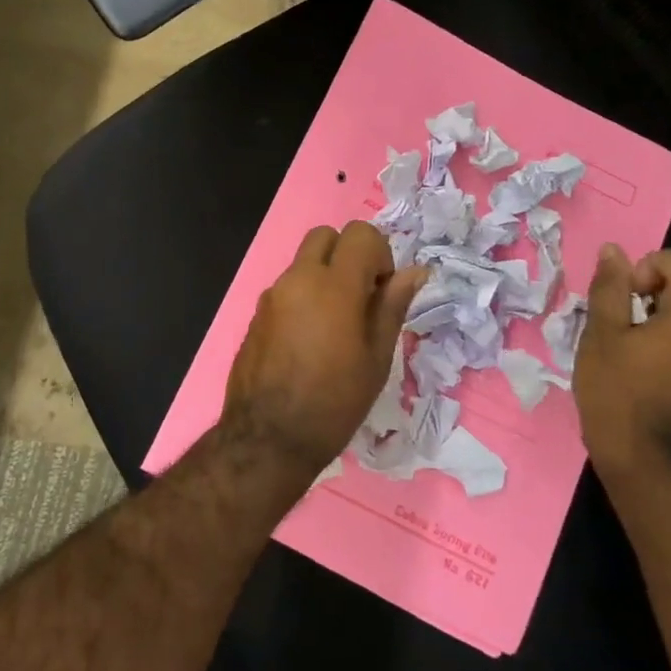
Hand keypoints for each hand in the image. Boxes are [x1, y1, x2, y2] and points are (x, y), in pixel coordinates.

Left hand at [223, 221, 427, 474]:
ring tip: (336, 325)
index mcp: (334, 286)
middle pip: (325, 236)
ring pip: (303, 261)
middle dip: (348, 254)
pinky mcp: (256, 313)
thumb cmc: (334, 402)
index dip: (379, 254)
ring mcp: (272, 295)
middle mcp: (298, 279)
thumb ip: (392, 306)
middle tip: (360, 297)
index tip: (381, 291)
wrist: (268, 436)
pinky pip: (286, 287)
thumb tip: (415, 271)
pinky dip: (304, 296)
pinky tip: (309, 340)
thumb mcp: (376, 358)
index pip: (360, 233)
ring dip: (325, 276)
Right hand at [574, 243, 670, 475]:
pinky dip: (666, 338)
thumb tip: (614, 251)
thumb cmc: (617, 393)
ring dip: (655, 316)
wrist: (645, 461)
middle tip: (617, 324)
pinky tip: (639, 366)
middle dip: (648, 292)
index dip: (651, 265)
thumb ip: (609, 288)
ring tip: (624, 347)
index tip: (626, 297)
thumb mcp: (601, 335)